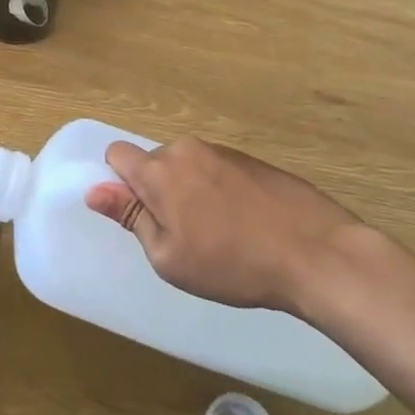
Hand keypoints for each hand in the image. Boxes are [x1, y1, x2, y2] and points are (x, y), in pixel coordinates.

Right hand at [84, 139, 374, 315]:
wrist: (319, 255)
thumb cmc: (233, 264)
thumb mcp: (169, 256)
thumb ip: (130, 217)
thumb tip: (95, 191)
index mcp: (159, 171)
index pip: (116, 154)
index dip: (120, 183)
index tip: (142, 215)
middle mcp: (187, 150)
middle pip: (153, 162)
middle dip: (157, 190)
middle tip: (182, 234)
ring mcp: (224, 152)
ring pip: (187, 166)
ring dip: (189, 191)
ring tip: (219, 233)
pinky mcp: (254, 161)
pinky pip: (217, 170)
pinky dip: (219, 191)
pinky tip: (245, 224)